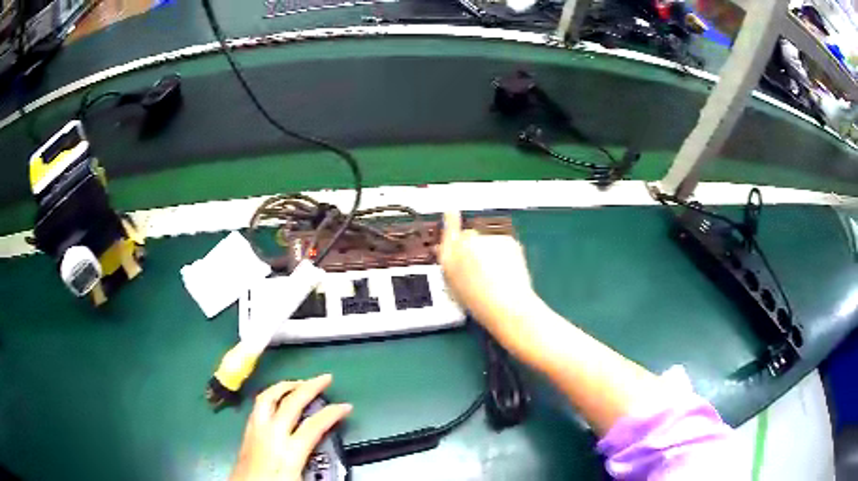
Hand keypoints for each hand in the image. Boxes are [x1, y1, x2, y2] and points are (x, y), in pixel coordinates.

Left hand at [230, 374, 351, 480]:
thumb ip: (316, 471)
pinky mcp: (247, 432)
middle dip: (309, 387)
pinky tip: (277, 399)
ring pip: (268, 398)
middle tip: (325, 378)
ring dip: (286, 386)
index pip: (313, 425)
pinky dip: (272, 395)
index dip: (332, 414)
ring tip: (299, 383)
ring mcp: (255, 430)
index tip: (346, 406)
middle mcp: (270, 435)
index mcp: (288, 451)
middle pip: (290, 403)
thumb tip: (332, 466)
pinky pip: (259, 405)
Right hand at [437, 211, 537, 331]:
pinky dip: (505, 253)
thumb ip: (448, 262)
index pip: (449, 228)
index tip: (451, 210)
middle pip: (470, 236)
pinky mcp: (507, 240)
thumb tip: (444, 247)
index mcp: (450, 255)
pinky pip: (504, 244)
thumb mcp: (453, 285)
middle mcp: (467, 242)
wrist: (508, 306)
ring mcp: (488, 239)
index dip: (451, 219)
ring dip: (491, 251)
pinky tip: (507, 272)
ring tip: (496, 276)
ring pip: (488, 241)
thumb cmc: (478, 302)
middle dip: (474, 246)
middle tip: (481, 269)